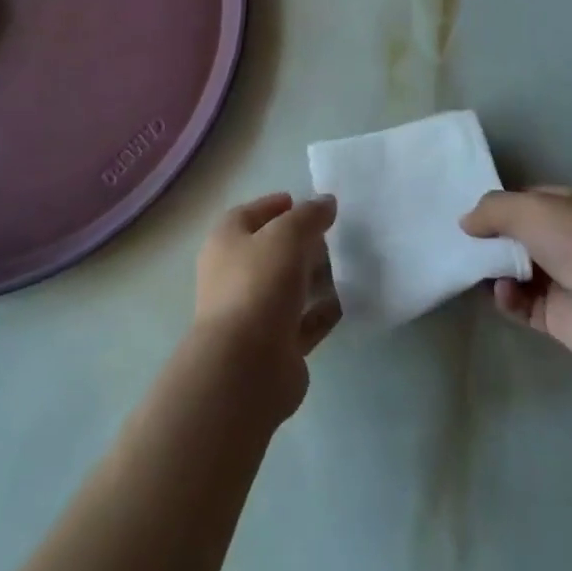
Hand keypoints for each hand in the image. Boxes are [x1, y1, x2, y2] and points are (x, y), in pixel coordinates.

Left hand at [193, 192, 340, 416]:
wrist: (244, 368)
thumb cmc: (258, 286)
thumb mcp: (287, 235)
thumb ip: (309, 215)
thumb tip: (326, 202)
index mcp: (226, 243)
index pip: (247, 215)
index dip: (273, 206)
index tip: (302, 202)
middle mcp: (233, 276)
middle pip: (270, 251)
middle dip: (300, 242)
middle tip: (332, 235)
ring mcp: (252, 314)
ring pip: (287, 287)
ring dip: (313, 277)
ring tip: (346, 266)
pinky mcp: (274, 347)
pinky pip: (302, 322)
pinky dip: (321, 312)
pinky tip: (345, 302)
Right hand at [461, 186, 571, 366]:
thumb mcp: (529, 209)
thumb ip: (492, 210)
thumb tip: (465, 222)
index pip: (529, 200)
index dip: (501, 206)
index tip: (472, 215)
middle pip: (521, 237)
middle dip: (494, 241)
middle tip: (465, 245)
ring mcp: (567, 279)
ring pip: (519, 271)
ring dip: (497, 271)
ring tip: (479, 270)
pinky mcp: (560, 316)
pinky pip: (523, 304)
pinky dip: (509, 299)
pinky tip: (503, 294)